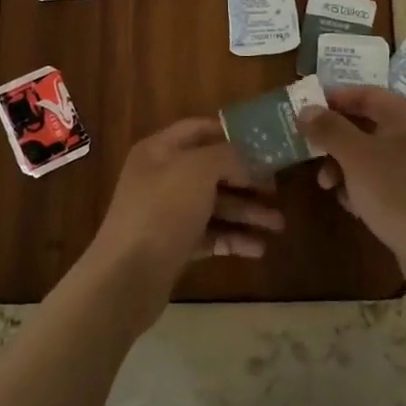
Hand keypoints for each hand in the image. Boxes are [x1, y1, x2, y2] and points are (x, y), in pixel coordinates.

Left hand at [84, 119, 281, 327]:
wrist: (126, 276)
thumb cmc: (162, 211)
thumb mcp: (198, 170)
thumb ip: (228, 156)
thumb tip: (249, 157)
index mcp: (160, 150)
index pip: (199, 129)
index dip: (231, 134)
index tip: (265, 144)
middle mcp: (162, 177)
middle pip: (212, 170)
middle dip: (247, 179)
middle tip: (278, 189)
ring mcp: (167, 214)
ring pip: (214, 205)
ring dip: (247, 212)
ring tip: (278, 225)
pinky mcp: (173, 246)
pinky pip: (209, 236)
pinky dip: (233, 239)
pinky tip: (258, 249)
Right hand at [297, 87, 405, 300]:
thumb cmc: (399, 194)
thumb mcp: (357, 157)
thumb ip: (329, 129)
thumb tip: (306, 108)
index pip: (365, 94)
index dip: (332, 99)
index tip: (302, 110)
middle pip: (367, 124)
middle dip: (334, 139)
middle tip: (308, 151)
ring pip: (372, 155)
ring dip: (344, 166)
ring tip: (327, 186)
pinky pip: (383, 180)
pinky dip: (362, 187)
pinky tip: (351, 206)